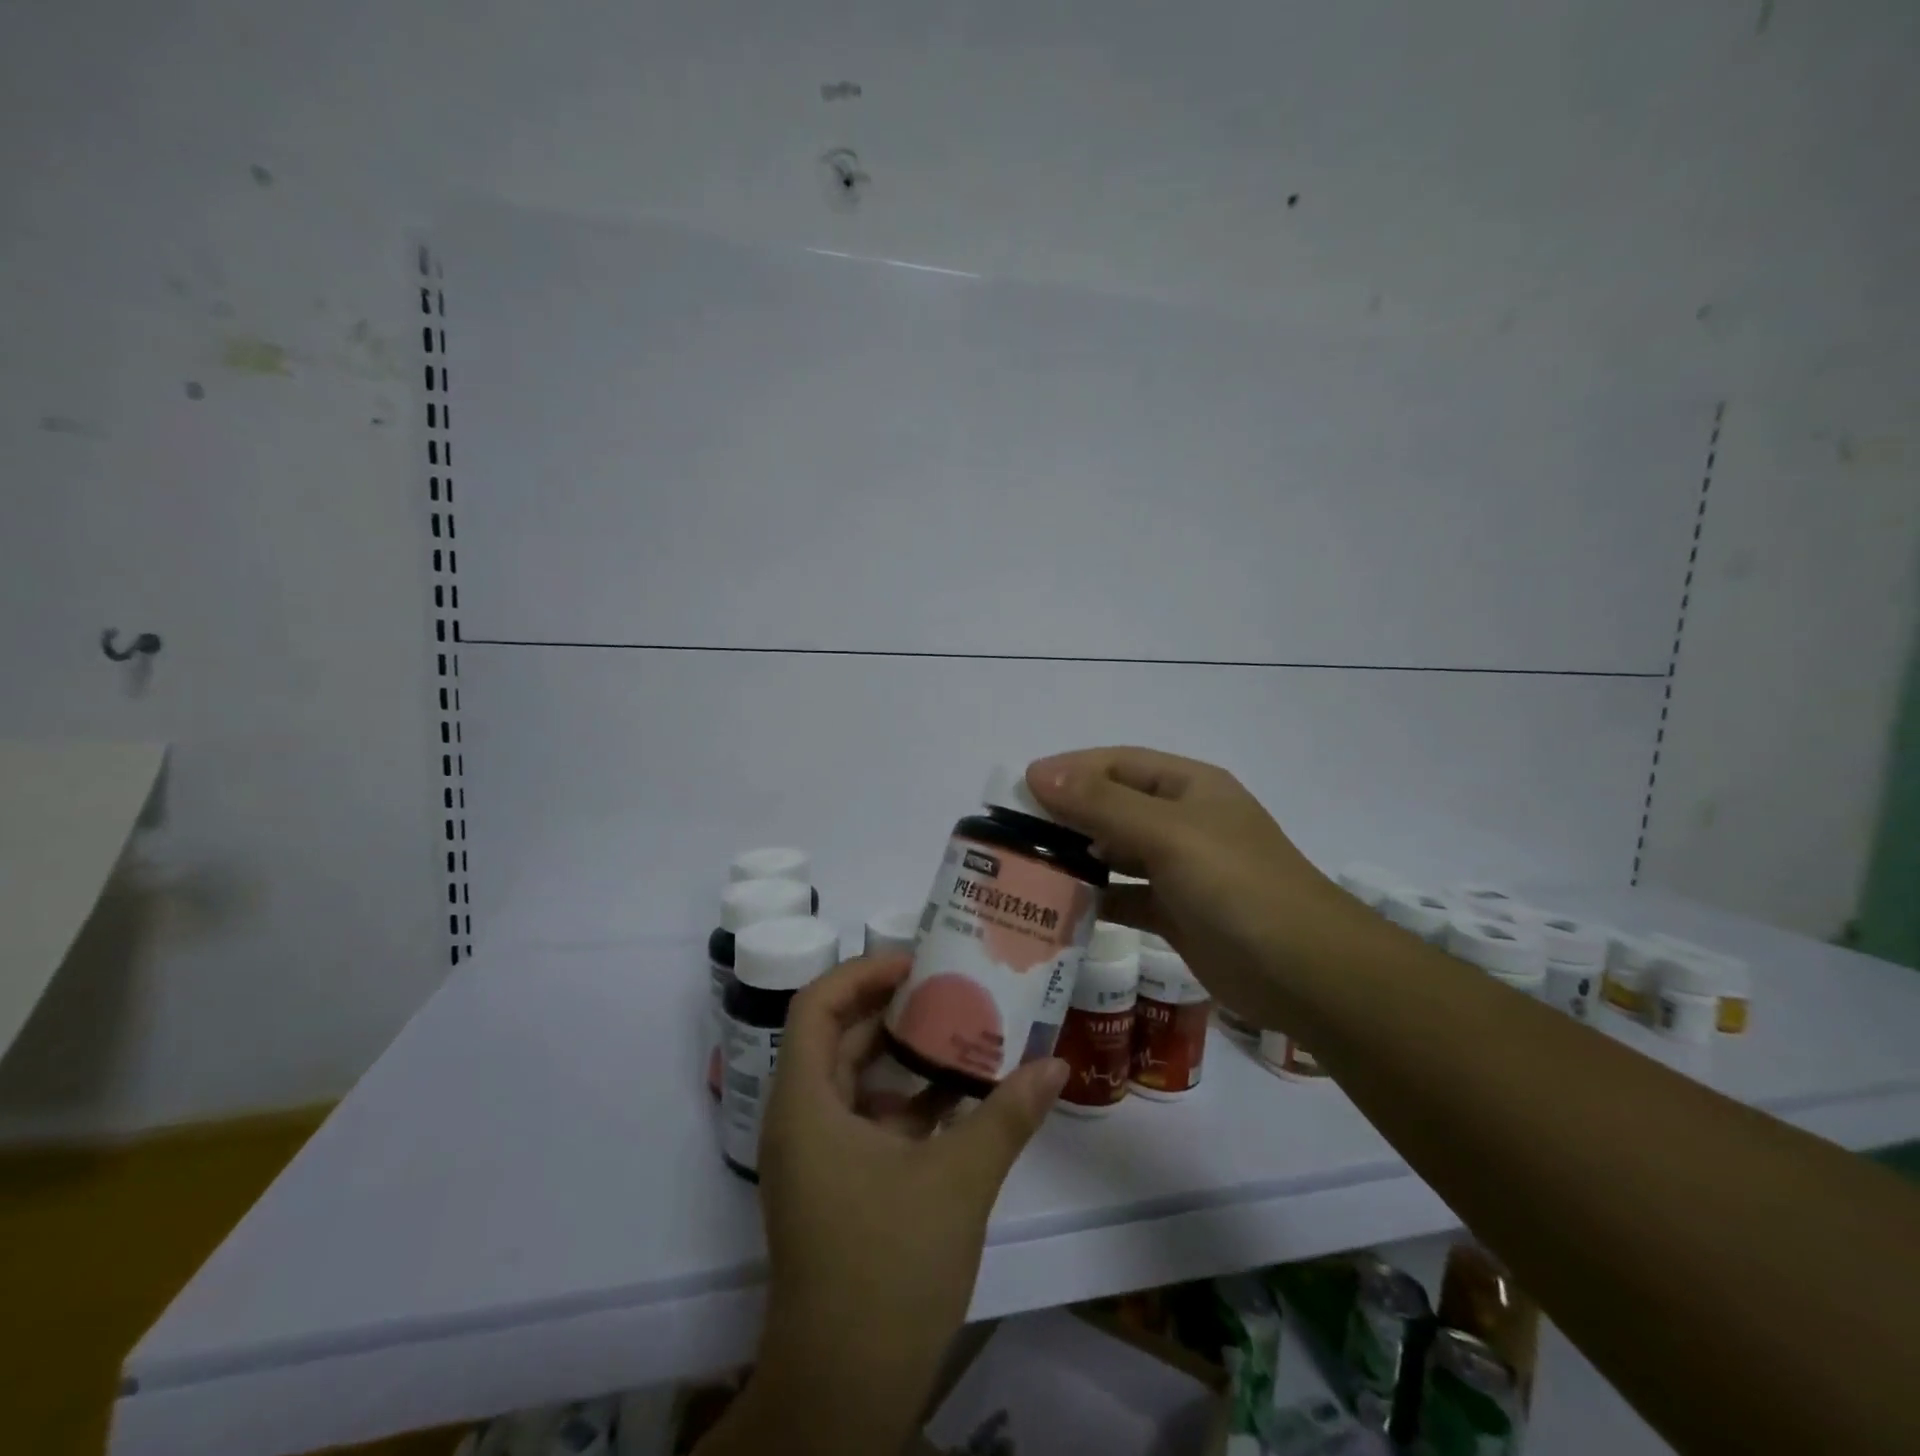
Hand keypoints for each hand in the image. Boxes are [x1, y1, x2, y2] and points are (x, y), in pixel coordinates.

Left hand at [745, 954, 1066, 1453]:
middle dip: (893, 1010)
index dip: (863, 973)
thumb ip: (1007, 1115)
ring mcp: (815, 1158)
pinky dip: (906, 1104)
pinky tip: (958, 1103)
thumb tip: (1057, 1064)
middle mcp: (800, 1120)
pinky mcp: (834, 1188)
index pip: (818, 1005)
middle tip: (951, 988)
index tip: (917, 964)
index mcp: (806, 1103)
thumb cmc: (888, 1268)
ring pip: (854, 1081)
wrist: (843, 1395)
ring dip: (904, 1059)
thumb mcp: (957, 1181)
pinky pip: (866, 1121)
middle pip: (838, 1037)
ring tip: (962, 1034)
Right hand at [1027, 747, 1356, 1027]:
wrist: (1307, 974)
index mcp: (1189, 787)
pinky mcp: (1177, 913)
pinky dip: (1096, 898)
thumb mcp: (1168, 835)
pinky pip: (1125, 896)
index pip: (1117, 764)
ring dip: (1078, 857)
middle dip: (1066, 815)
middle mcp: (1183, 821)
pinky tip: (1061, 908)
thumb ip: (1102, 804)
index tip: (1019, 788)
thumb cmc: (1238, 886)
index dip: (1069, 771)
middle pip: (1113, 806)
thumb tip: (1039, 773)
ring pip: (1116, 852)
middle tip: (1013, 833)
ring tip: (1027, 869)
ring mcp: (1181, 869)